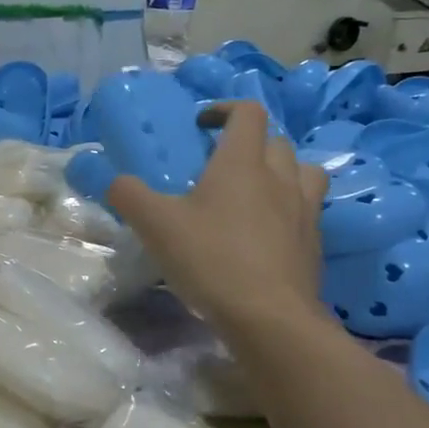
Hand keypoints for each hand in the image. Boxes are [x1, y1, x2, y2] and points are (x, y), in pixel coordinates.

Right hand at [105, 100, 329, 334]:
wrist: (270, 317)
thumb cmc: (211, 259)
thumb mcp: (155, 225)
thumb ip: (128, 195)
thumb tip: (114, 180)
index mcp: (242, 163)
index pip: (248, 113)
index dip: (224, 110)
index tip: (200, 125)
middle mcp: (280, 178)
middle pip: (276, 141)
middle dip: (249, 144)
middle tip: (220, 166)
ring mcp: (304, 211)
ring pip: (303, 172)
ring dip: (280, 172)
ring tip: (254, 193)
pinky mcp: (314, 244)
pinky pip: (307, 210)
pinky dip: (288, 210)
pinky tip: (264, 235)